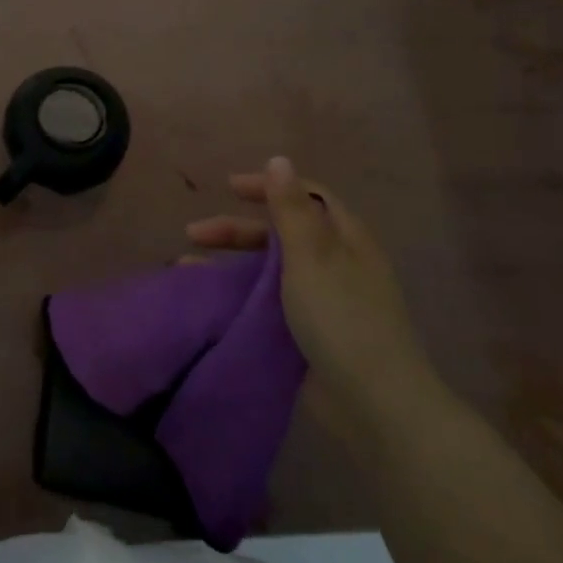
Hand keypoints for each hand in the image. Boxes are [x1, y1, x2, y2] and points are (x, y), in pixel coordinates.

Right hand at [186, 158, 429, 407]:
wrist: (373, 404)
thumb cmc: (342, 319)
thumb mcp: (312, 256)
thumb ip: (291, 209)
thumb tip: (280, 159)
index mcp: (345, 239)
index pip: (306, 197)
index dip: (269, 187)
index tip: (229, 187)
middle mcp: (336, 264)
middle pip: (282, 233)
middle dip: (237, 229)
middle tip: (194, 233)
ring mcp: (324, 302)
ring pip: (270, 270)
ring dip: (231, 263)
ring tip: (188, 268)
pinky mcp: (310, 334)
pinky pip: (268, 303)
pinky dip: (239, 295)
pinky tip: (211, 301)